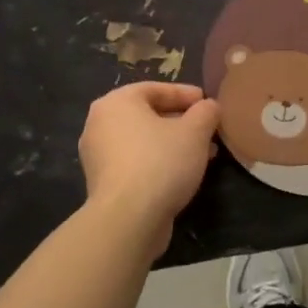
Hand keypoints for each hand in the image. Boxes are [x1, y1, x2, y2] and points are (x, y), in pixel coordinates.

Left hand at [78, 82, 220, 244]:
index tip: (208, 103)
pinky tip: (182, 174)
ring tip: (203, 154)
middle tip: (208, 129)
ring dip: (173, 144)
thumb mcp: (195, 131)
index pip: (155, 88)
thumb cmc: (161, 162)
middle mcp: (100, 124)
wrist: (128, 219)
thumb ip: (206, 112)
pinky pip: (135, 162)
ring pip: (143, 141)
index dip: (186, 94)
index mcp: (116, 102)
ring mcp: (98, 155)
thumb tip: (209, 106)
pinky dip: (158, 162)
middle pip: (148, 115)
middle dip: (182, 122)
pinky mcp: (103, 183)